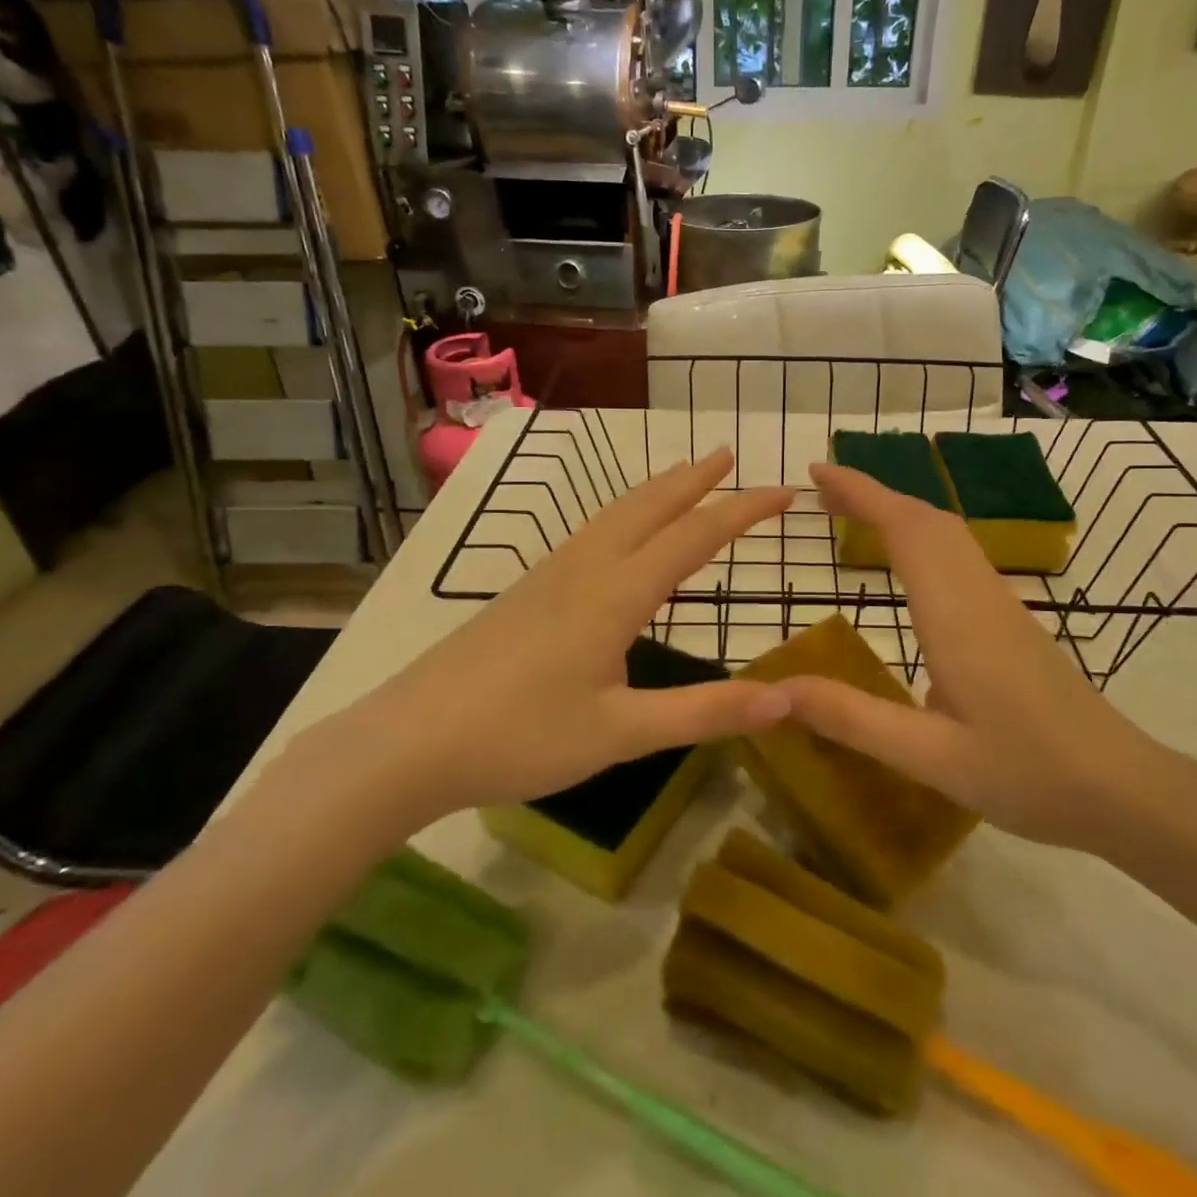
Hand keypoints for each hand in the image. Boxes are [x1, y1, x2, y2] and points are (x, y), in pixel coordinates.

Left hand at [289, 451, 795, 840]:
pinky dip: (624, 512)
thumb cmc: (520, 736)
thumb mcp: (622, 733)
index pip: (695, 536)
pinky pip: (591, 531)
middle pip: (649, 506)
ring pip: (614, 513)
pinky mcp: (527, 590)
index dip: (744, 511)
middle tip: (728, 455)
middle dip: (695, 479)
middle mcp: (586, 568)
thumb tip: (787, 698)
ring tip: (683, 476)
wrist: (409, 741)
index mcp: (616, 593)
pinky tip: (618, 531)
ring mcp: (550, 574)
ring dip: (656, 490)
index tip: (785, 492)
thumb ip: (706, 712)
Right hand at [781, 462, 1165, 851]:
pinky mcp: (1013, 621)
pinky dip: (922, 537)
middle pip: (927, 519)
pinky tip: (908, 566)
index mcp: (955, 616)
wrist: (1123, 790)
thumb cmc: (1027, 773)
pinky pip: (960, 556)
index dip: (860, 492)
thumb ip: (852, 719)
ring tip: (853, 516)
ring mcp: (1002, 605)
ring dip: (899, 512)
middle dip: (874, 493)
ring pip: (948, 534)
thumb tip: (776, 690)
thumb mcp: (930, 758)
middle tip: (822, 491)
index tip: (818, 473)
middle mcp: (979, 596)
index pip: (905, 529)